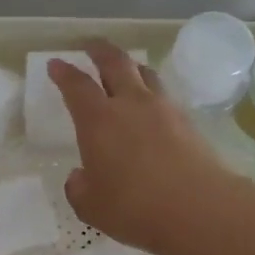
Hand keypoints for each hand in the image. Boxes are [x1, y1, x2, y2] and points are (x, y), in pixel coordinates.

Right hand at [49, 42, 234, 254]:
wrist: (199, 208)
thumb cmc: (135, 207)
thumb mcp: (91, 206)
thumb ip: (79, 188)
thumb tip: (79, 177)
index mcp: (98, 120)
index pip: (76, 86)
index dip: (63, 73)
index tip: (55, 64)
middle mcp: (130, 104)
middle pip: (115, 62)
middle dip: (99, 50)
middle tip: (90, 45)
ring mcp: (163, 109)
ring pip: (145, 73)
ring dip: (131, 66)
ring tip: (125, 69)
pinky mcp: (188, 122)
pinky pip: (165, 96)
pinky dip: (152, 93)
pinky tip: (151, 106)